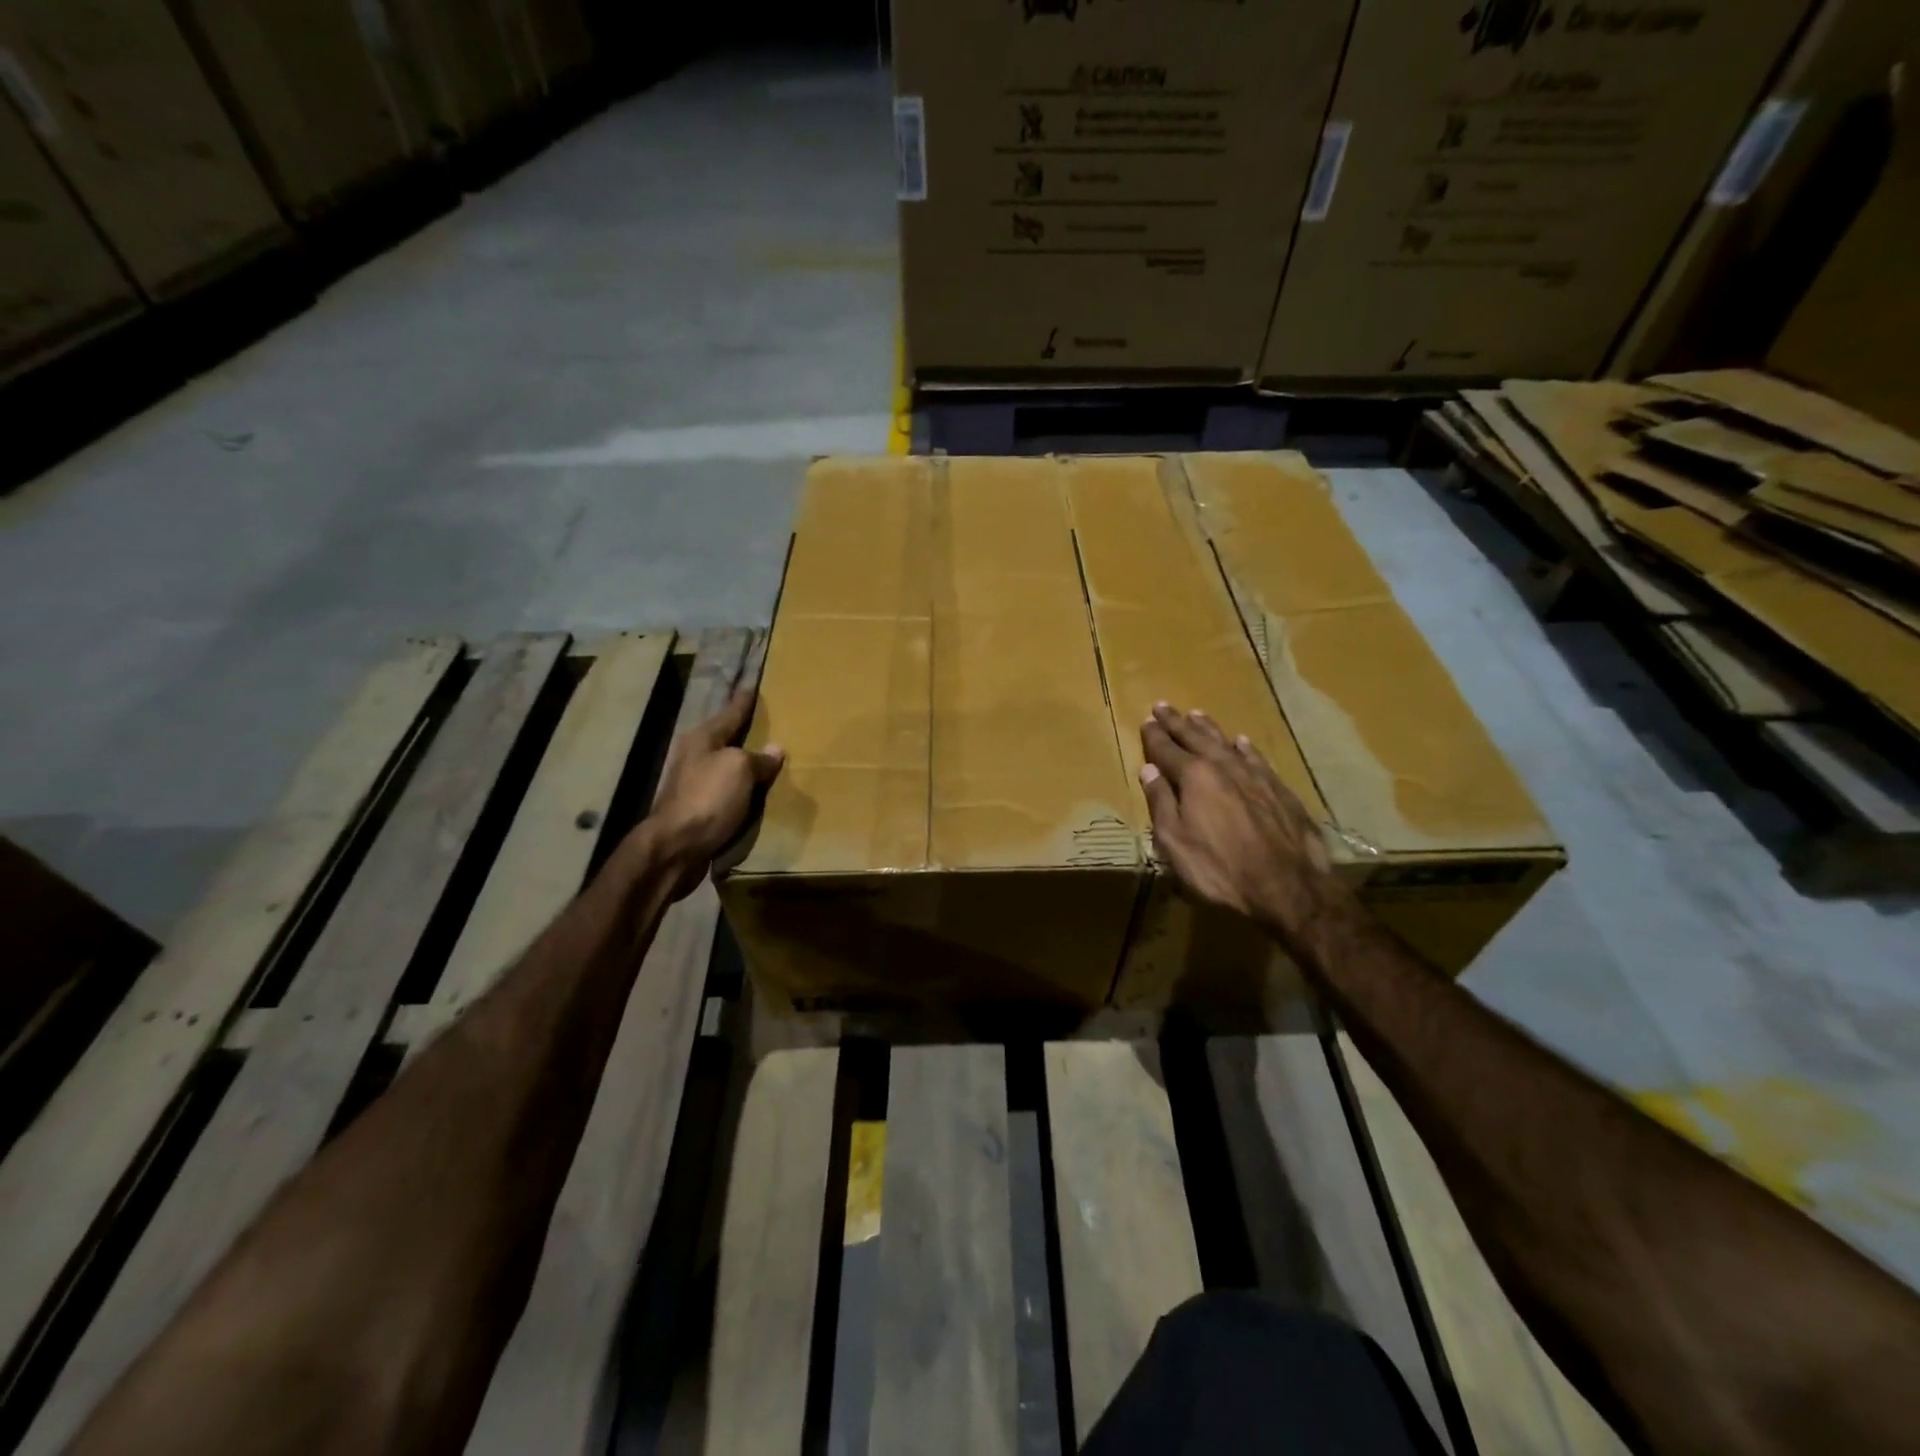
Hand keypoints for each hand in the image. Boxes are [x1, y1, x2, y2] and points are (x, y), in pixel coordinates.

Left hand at [647, 689, 783, 896]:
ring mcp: (693, 783)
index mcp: (702, 738)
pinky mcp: (697, 808)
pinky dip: (740, 787)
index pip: (730, 712)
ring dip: (742, 761)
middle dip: (742, 730)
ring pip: (724, 764)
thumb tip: (775, 750)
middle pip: (724, 737)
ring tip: (765, 756)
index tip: (752, 686)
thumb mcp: (739, 769)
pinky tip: (754, 789)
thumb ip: (759, 758)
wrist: (676, 846)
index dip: (743, 701)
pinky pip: (726, 790)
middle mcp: (694, 756)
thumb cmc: (708, 798)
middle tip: (765, 720)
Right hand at [1138, 702, 1342, 946]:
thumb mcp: (1174, 842)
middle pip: (1195, 738)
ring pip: (1226, 743)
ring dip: (1209, 729)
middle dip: (1177, 723)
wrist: (1288, 888)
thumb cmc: (1219, 869)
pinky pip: (1257, 759)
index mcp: (1194, 777)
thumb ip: (1161, 803)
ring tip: (1197, 714)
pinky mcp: (1280, 790)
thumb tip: (1149, 770)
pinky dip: (1245, 749)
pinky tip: (1241, 743)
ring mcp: (1255, 777)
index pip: (1166, 750)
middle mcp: (1224, 767)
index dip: (1154, 736)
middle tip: (1163, 706)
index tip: (1146, 722)